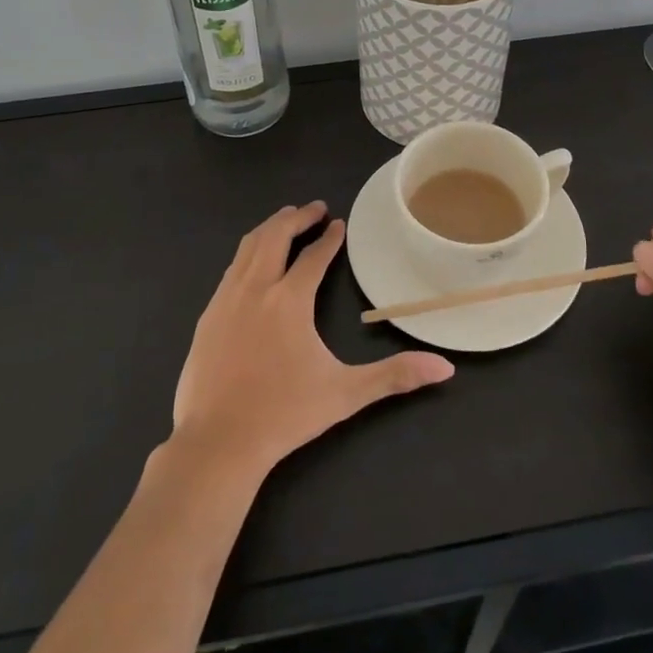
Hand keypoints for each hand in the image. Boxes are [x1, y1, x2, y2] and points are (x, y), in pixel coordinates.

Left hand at [172, 202, 454, 475]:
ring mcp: (225, 300)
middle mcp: (256, 289)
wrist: (217, 443)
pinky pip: (230, 270)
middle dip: (296, 217)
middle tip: (314, 208)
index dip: (330, 239)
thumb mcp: (345, 394)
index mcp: (289, 300)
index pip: (314, 257)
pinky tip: (252, 263)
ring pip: (247, 247)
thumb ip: (394, 376)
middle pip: (275, 236)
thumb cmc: (284, 414)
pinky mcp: (207, 316)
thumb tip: (444, 368)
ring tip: (283, 221)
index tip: (339, 223)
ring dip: (269, 228)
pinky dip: (247, 253)